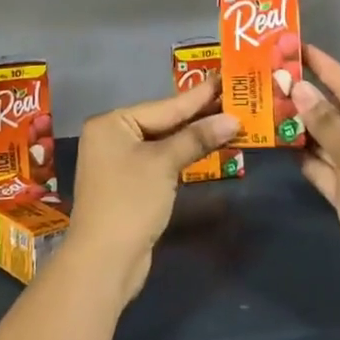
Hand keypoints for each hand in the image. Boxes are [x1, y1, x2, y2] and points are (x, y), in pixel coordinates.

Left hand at [66, 76, 239, 302]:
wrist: (104, 261)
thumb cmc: (130, 200)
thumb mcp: (164, 163)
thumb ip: (197, 138)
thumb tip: (233, 120)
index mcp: (112, 123)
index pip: (165, 106)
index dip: (199, 95)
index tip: (225, 78)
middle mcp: (112, 137)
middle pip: (164, 121)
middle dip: (199, 115)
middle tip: (235, 97)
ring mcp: (119, 162)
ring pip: (164, 142)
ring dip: (195, 135)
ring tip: (229, 119)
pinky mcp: (130, 185)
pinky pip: (161, 160)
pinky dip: (183, 154)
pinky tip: (207, 147)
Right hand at [293, 44, 339, 316]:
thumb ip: (325, 122)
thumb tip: (299, 89)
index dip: (324, 67)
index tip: (298, 47)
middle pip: (338, 112)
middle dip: (307, 97)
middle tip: (273, 76)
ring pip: (328, 140)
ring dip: (302, 126)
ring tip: (268, 103)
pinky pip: (323, 167)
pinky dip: (305, 157)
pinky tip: (281, 142)